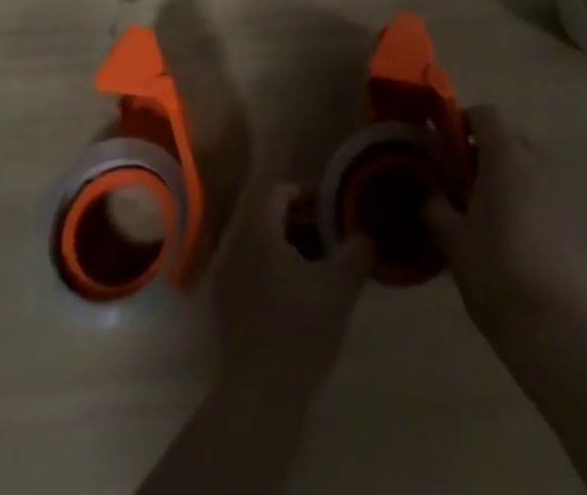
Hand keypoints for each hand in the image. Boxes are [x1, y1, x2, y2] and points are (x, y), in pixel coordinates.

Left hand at [213, 183, 371, 395]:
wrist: (258, 396)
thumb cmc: (298, 329)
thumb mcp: (339, 286)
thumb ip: (356, 251)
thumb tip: (364, 236)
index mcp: (257, 230)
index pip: (277, 191)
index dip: (305, 191)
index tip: (329, 207)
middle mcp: (233, 246)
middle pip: (265, 216)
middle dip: (298, 220)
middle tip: (328, 233)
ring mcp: (223, 278)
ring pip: (257, 245)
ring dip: (285, 246)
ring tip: (316, 264)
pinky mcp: (222, 308)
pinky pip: (248, 270)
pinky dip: (271, 270)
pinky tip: (295, 293)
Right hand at [426, 105, 586, 334]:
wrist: (557, 329)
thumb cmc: (495, 272)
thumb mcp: (452, 239)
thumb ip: (435, 206)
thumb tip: (429, 191)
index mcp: (506, 156)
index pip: (485, 114)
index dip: (462, 122)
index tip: (444, 147)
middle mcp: (538, 164)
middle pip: (510, 138)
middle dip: (485, 152)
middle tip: (462, 184)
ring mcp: (562, 194)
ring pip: (529, 170)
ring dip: (508, 180)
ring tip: (487, 217)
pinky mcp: (577, 225)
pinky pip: (545, 199)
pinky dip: (527, 206)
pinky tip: (513, 244)